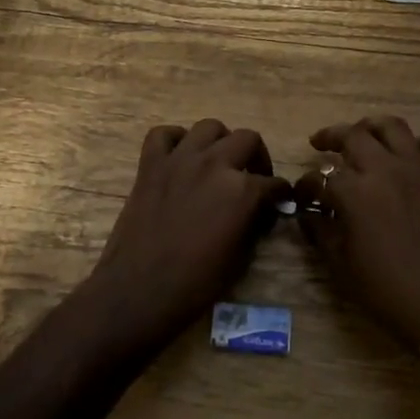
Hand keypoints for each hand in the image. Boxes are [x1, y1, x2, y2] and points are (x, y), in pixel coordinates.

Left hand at [84, 120, 290, 346]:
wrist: (139, 291)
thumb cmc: (195, 284)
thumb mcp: (241, 258)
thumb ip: (255, 224)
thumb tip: (262, 211)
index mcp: (242, 190)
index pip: (273, 184)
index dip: (280, 195)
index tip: (279, 203)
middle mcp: (214, 164)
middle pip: (248, 139)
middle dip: (257, 158)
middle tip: (254, 178)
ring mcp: (179, 160)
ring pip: (208, 127)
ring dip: (220, 142)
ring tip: (219, 162)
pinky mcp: (150, 165)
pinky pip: (163, 135)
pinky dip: (175, 140)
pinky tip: (180, 157)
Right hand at [294, 116, 419, 349]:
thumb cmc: (387, 290)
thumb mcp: (342, 265)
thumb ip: (321, 233)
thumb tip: (309, 216)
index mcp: (355, 192)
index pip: (320, 178)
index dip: (306, 186)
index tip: (302, 197)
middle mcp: (386, 170)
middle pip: (353, 136)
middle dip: (331, 137)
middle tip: (321, 144)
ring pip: (394, 128)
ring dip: (373, 127)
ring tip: (363, 134)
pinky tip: (414, 155)